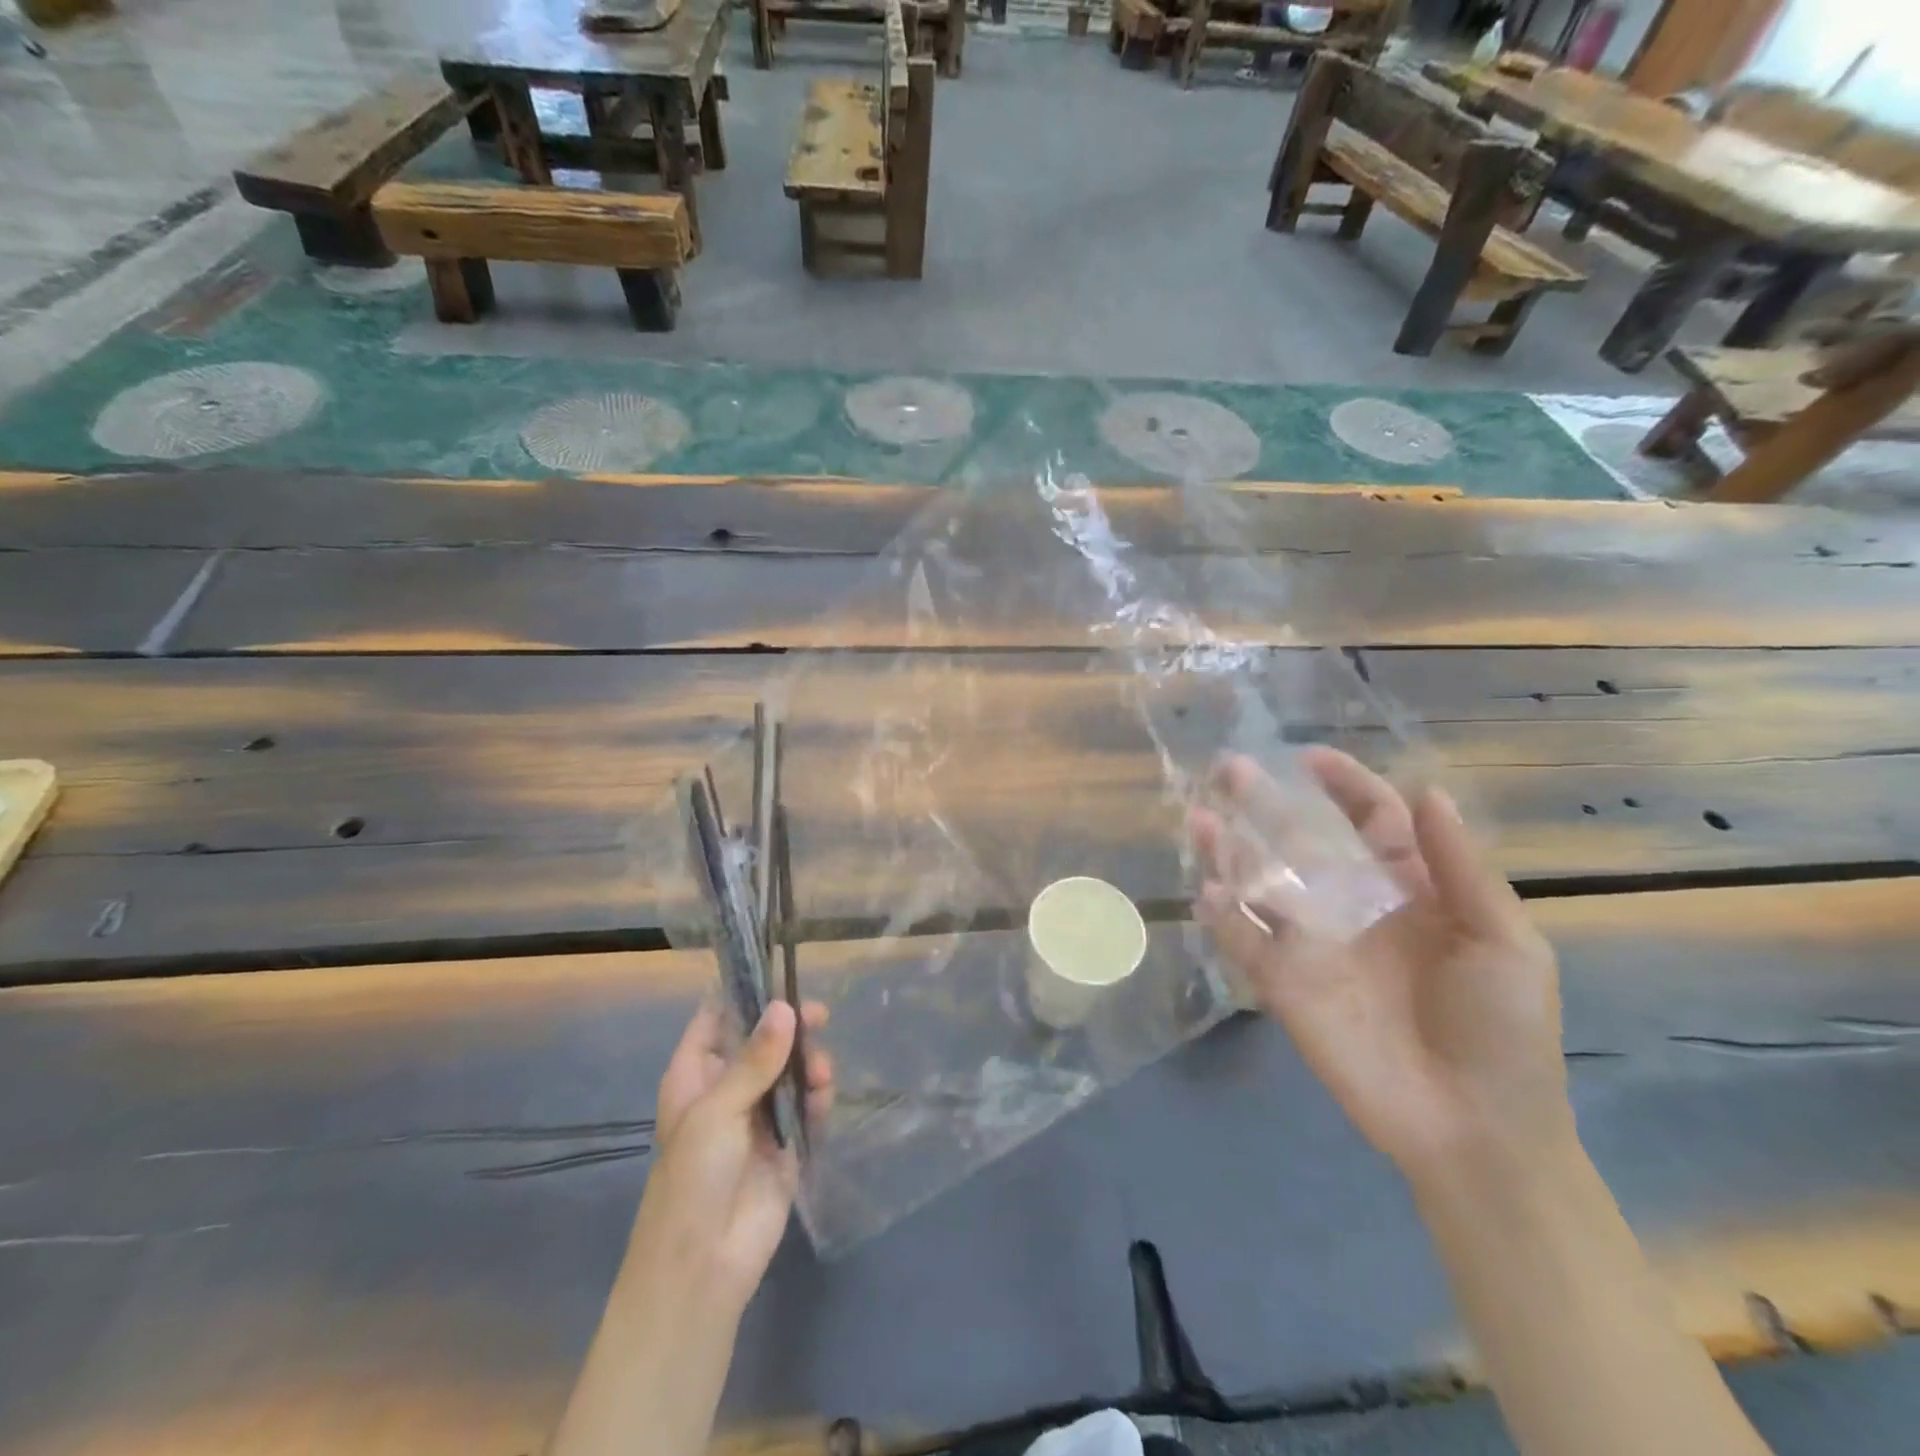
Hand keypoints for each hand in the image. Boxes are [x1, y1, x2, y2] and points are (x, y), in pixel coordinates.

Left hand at [626, 1000, 832, 1317]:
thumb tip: (785, 1007)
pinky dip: (817, 1094)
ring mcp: (757, 1113)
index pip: (716, 1017)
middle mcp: (726, 1086)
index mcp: (696, 1073)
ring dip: (807, 1062)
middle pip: (762, 1038)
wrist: (704, 1265)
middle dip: (790, 1027)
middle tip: (819, 1016)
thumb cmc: (693, 1178)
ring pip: (789, 1067)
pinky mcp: (785, 1140)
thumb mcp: (717, 1111)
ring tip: (820, 1074)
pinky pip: (806, 1102)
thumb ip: (755, 1059)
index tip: (780, 974)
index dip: (744, 995)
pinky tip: (822, 1097)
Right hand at [1190, 748, 1571, 1182]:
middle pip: (1300, 840)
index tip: (1309, 759)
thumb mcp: (1504, 941)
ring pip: (1259, 883)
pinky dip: (1221, 915)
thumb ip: (1460, 867)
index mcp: (1409, 888)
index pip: (1371, 819)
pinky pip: (1242, 940)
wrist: (1473, 1128)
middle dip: (1265, 803)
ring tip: (1200, 818)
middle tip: (1229, 769)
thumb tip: (1427, 790)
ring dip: (1228, 850)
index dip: (1345, 785)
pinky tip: (1207, 890)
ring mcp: (1311, 943)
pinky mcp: (1282, 983)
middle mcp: (1351, 904)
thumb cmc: (1502, 1029)